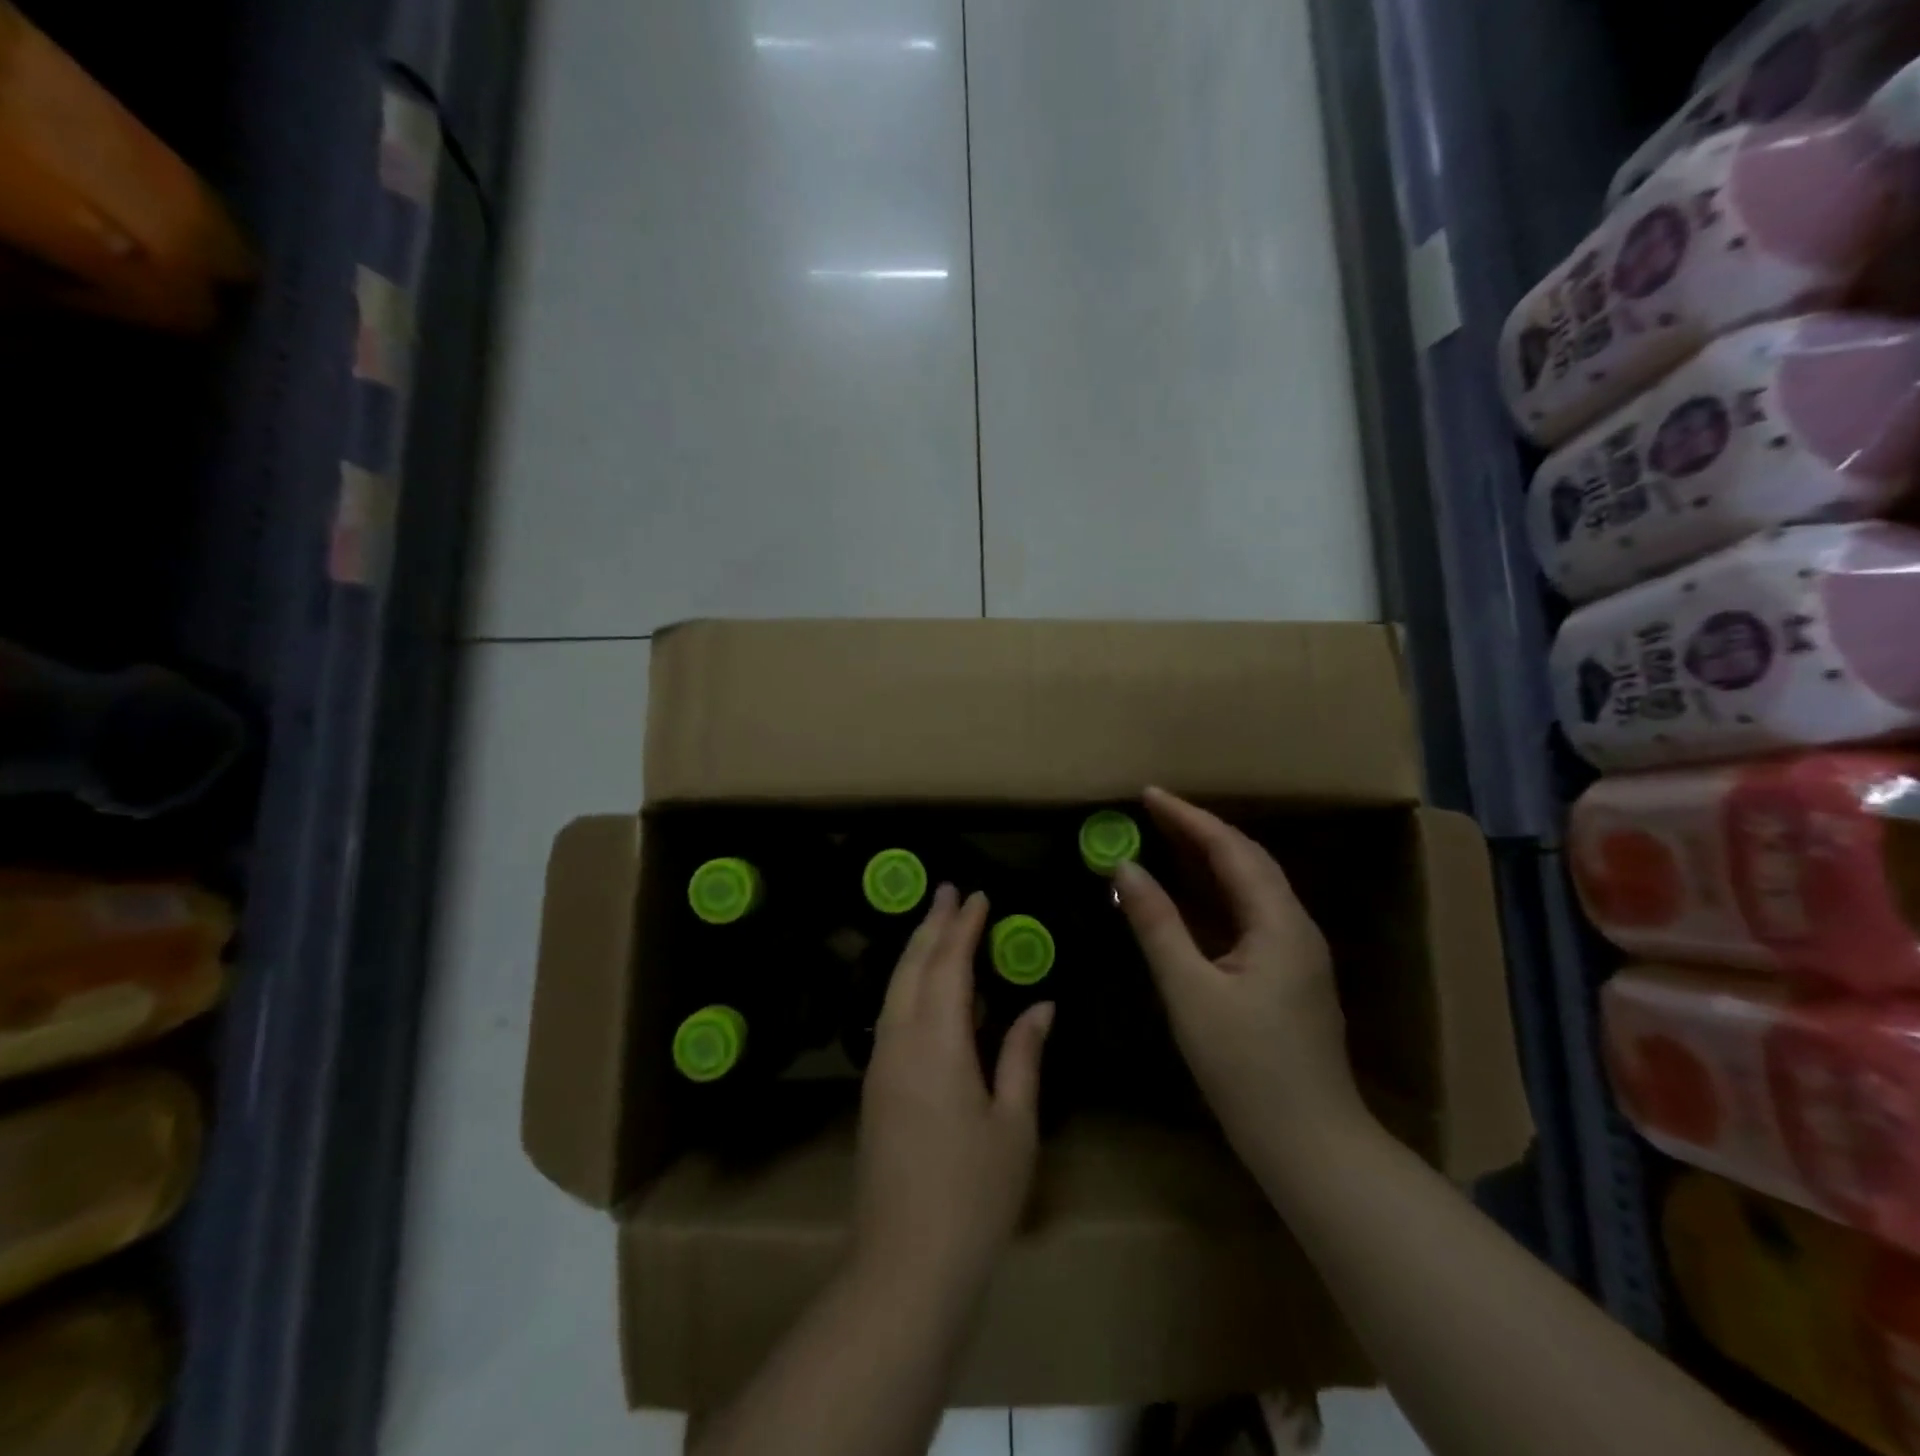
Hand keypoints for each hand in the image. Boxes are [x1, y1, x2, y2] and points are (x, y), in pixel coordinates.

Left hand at [853, 885, 1053, 1298]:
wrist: (904, 1265)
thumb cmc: (973, 1195)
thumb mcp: (1014, 1124)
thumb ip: (1022, 1055)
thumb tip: (1040, 1005)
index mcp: (936, 1043)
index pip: (949, 964)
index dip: (964, 926)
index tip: (979, 894)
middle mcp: (899, 1041)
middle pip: (912, 965)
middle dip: (932, 924)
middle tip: (950, 890)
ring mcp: (880, 1064)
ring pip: (894, 987)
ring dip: (916, 950)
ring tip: (938, 925)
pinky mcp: (874, 1087)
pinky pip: (889, 1013)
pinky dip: (908, 984)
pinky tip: (926, 988)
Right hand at [1114, 787, 1370, 1163]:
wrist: (1311, 1145)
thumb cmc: (1247, 1068)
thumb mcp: (1191, 992)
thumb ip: (1157, 925)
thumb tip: (1126, 868)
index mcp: (1279, 922)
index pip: (1231, 849)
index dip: (1188, 818)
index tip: (1148, 794)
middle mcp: (1295, 926)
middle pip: (1247, 860)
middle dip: (1199, 830)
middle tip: (1152, 810)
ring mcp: (1295, 952)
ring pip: (1251, 886)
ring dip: (1209, 858)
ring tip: (1165, 838)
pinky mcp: (1287, 975)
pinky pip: (1248, 913)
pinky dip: (1216, 891)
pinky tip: (1191, 895)